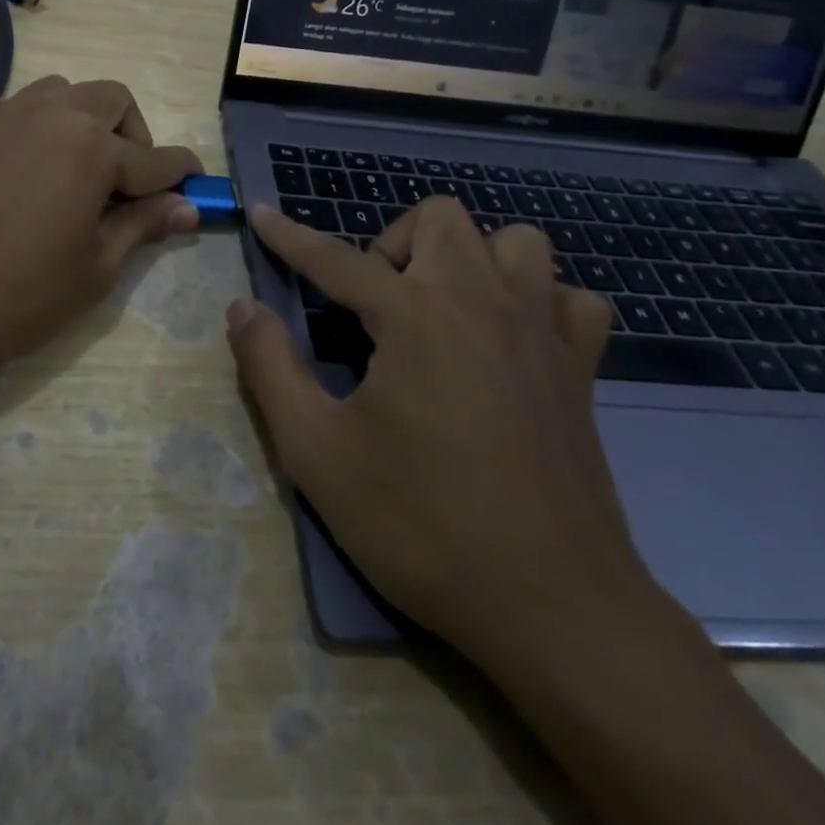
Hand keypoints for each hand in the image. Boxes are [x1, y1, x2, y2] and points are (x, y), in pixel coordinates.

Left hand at [0, 77, 202, 386]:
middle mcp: (48, 115)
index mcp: (90, 150)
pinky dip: (25, 127)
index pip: (156, 157)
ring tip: (67, 169)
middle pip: (111, 100)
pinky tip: (11, 167)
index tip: (195, 182)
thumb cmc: (9, 297)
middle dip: (132, 133)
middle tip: (124, 181)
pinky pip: (6, 107)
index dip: (181, 173)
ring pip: (58, 92)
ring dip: (79, 121)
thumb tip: (185, 206)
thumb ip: (141, 228)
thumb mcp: (90, 273)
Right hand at [227, 198, 651, 657]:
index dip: (289, 235)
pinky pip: (569, 298)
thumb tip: (242, 307)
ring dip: (470, 257)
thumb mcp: (316, 452)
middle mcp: (483, 302)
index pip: (336, 257)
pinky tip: (511, 340)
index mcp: (416, 315)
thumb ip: (269, 367)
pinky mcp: (582, 370)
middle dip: (393, 241)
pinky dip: (538, 300)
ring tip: (442, 308)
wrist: (554, 609)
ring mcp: (542, 332)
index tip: (260, 214)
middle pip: (439, 217)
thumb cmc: (422, 525)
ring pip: (515, 241)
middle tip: (374, 301)